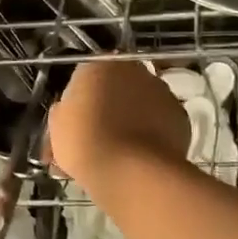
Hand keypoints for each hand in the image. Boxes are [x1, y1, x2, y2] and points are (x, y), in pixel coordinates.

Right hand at [46, 60, 190, 190]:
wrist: (130, 171)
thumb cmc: (85, 143)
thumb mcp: (57, 126)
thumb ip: (65, 111)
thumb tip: (72, 111)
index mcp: (97, 66)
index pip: (83, 78)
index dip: (79, 102)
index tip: (74, 123)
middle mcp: (132, 70)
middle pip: (115, 87)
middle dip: (107, 107)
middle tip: (96, 136)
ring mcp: (160, 91)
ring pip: (139, 103)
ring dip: (130, 119)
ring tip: (120, 151)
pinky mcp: (180, 116)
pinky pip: (158, 122)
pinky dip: (151, 133)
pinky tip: (140, 156)